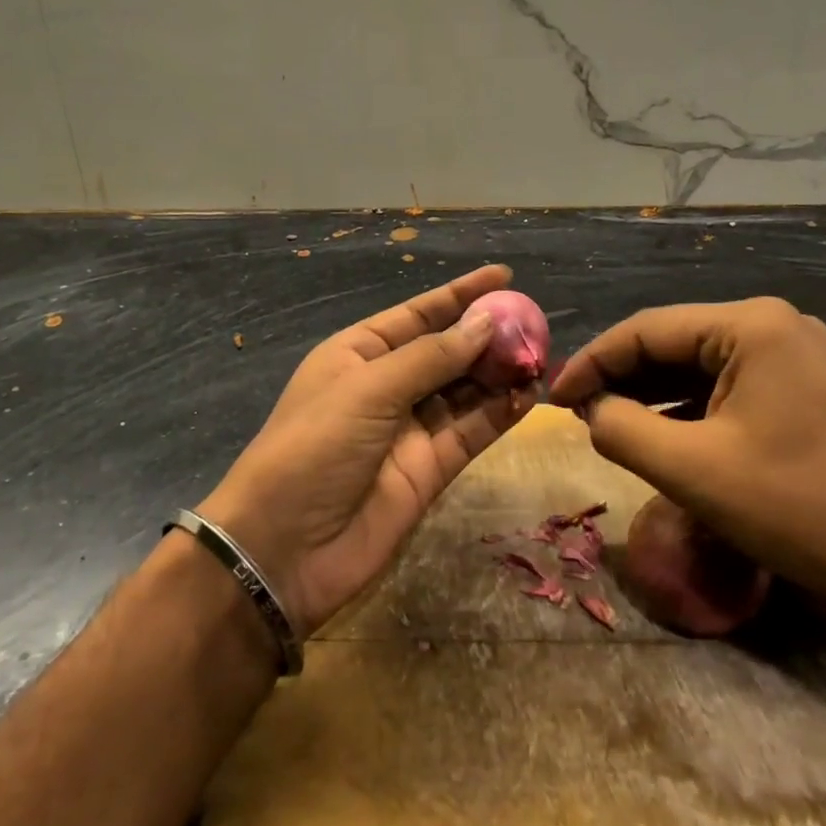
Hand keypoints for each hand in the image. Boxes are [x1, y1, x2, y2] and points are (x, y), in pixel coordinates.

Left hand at [200, 265, 535, 635]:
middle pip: (447, 352)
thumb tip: (484, 323)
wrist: (284, 549)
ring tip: (541, 357)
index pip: (418, 314)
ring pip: (465, 392)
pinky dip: (500, 414)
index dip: (460, 294)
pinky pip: (471, 432)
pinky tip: (529, 395)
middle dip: (488, 337)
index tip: (504, 276)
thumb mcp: (369, 389)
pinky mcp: (430, 469)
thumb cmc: (315, 447)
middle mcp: (387, 385)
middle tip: (536, 324)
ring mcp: (410, 429)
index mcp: (359, 353)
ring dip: (500, 374)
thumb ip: (432, 357)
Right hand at [548, 298, 825, 611]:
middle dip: (621, 378)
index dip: (592, 362)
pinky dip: (687, 409)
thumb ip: (620, 429)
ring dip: (651, 395)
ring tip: (607, 425)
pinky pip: (728, 387)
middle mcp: (774, 324)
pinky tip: (659, 434)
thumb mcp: (690, 470)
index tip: (553, 399)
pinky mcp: (805, 387)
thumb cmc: (798, 509)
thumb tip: (590, 409)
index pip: (646, 330)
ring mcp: (795, 354)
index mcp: (750, 325)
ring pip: (698, 366)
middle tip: (576, 414)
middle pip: (673, 343)